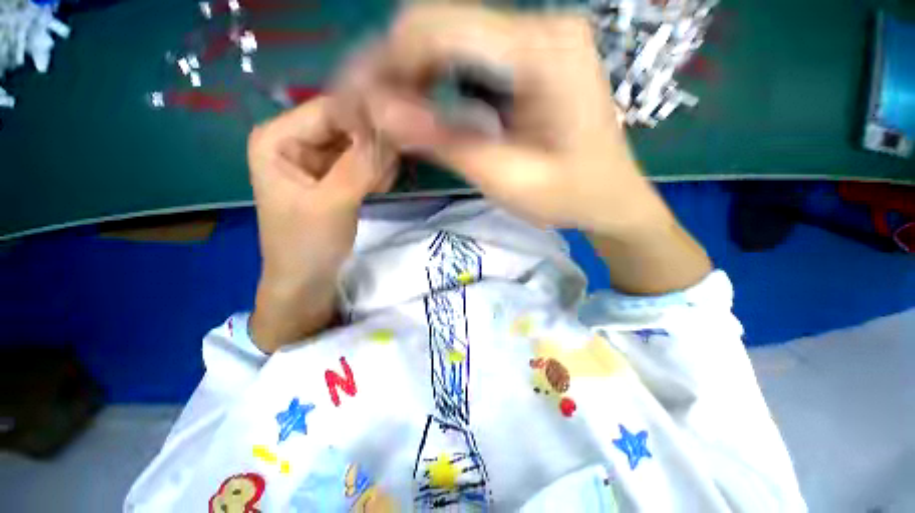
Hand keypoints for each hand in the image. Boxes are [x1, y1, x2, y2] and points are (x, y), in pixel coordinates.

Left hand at [247, 97, 394, 351]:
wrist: (308, 280)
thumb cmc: (307, 245)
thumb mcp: (332, 203)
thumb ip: (360, 165)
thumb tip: (391, 131)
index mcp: (278, 137)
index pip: (331, 109)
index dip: (366, 121)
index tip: (398, 141)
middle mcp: (296, 139)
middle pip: (347, 125)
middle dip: (372, 147)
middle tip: (384, 176)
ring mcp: (317, 157)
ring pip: (360, 143)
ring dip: (377, 163)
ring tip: (377, 189)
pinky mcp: (334, 174)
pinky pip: (363, 161)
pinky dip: (376, 172)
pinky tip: (377, 190)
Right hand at [358, 5, 671, 233]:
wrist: (610, 197)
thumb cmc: (569, 197)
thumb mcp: (506, 179)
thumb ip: (446, 142)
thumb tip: (380, 110)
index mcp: (544, 51)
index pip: (439, 29)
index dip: (387, 63)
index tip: (359, 103)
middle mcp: (540, 27)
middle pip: (439, 25)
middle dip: (393, 68)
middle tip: (367, 112)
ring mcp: (536, 38)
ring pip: (448, 37)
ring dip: (410, 74)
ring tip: (388, 114)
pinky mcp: (530, 57)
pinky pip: (467, 55)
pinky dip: (434, 80)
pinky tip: (421, 108)